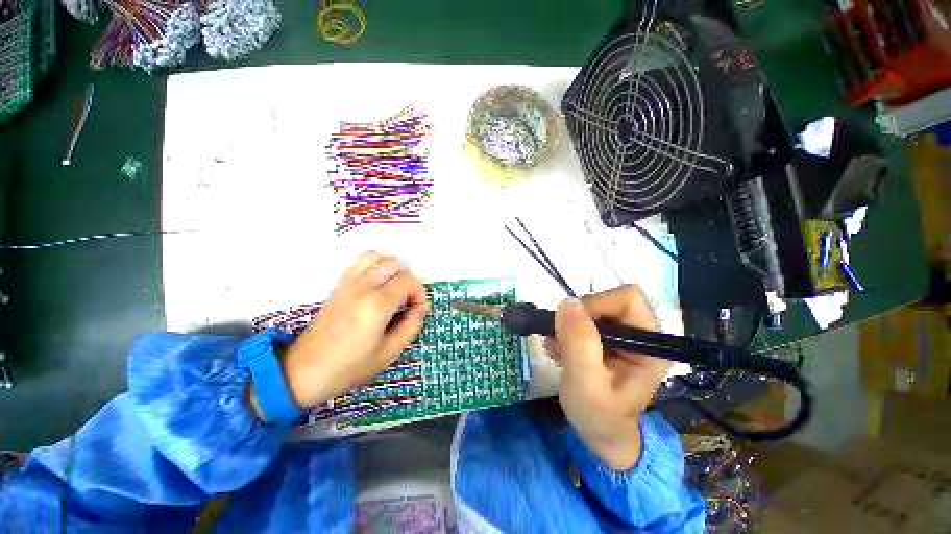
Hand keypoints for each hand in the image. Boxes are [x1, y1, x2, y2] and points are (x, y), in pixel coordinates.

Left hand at [251, 252, 428, 415]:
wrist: (303, 372)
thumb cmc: (349, 367)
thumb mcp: (389, 353)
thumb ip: (411, 326)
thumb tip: (421, 307)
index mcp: (377, 305)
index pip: (408, 281)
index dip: (420, 292)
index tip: (418, 308)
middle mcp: (363, 287)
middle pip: (394, 263)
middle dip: (408, 278)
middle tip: (407, 298)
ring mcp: (347, 283)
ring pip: (375, 256)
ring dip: (390, 267)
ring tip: (392, 287)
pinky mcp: (338, 285)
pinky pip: (359, 262)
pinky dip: (373, 265)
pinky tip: (376, 284)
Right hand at [547, 286, 670, 470]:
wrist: (599, 431)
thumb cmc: (599, 416)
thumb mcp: (587, 385)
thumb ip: (580, 344)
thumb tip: (568, 302)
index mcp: (648, 344)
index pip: (627, 298)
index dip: (598, 304)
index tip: (573, 326)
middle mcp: (638, 332)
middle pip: (605, 299)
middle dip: (578, 318)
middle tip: (562, 341)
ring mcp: (619, 333)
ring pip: (589, 307)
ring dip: (567, 326)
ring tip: (559, 351)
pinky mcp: (603, 336)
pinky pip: (579, 318)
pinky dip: (564, 330)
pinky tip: (560, 351)